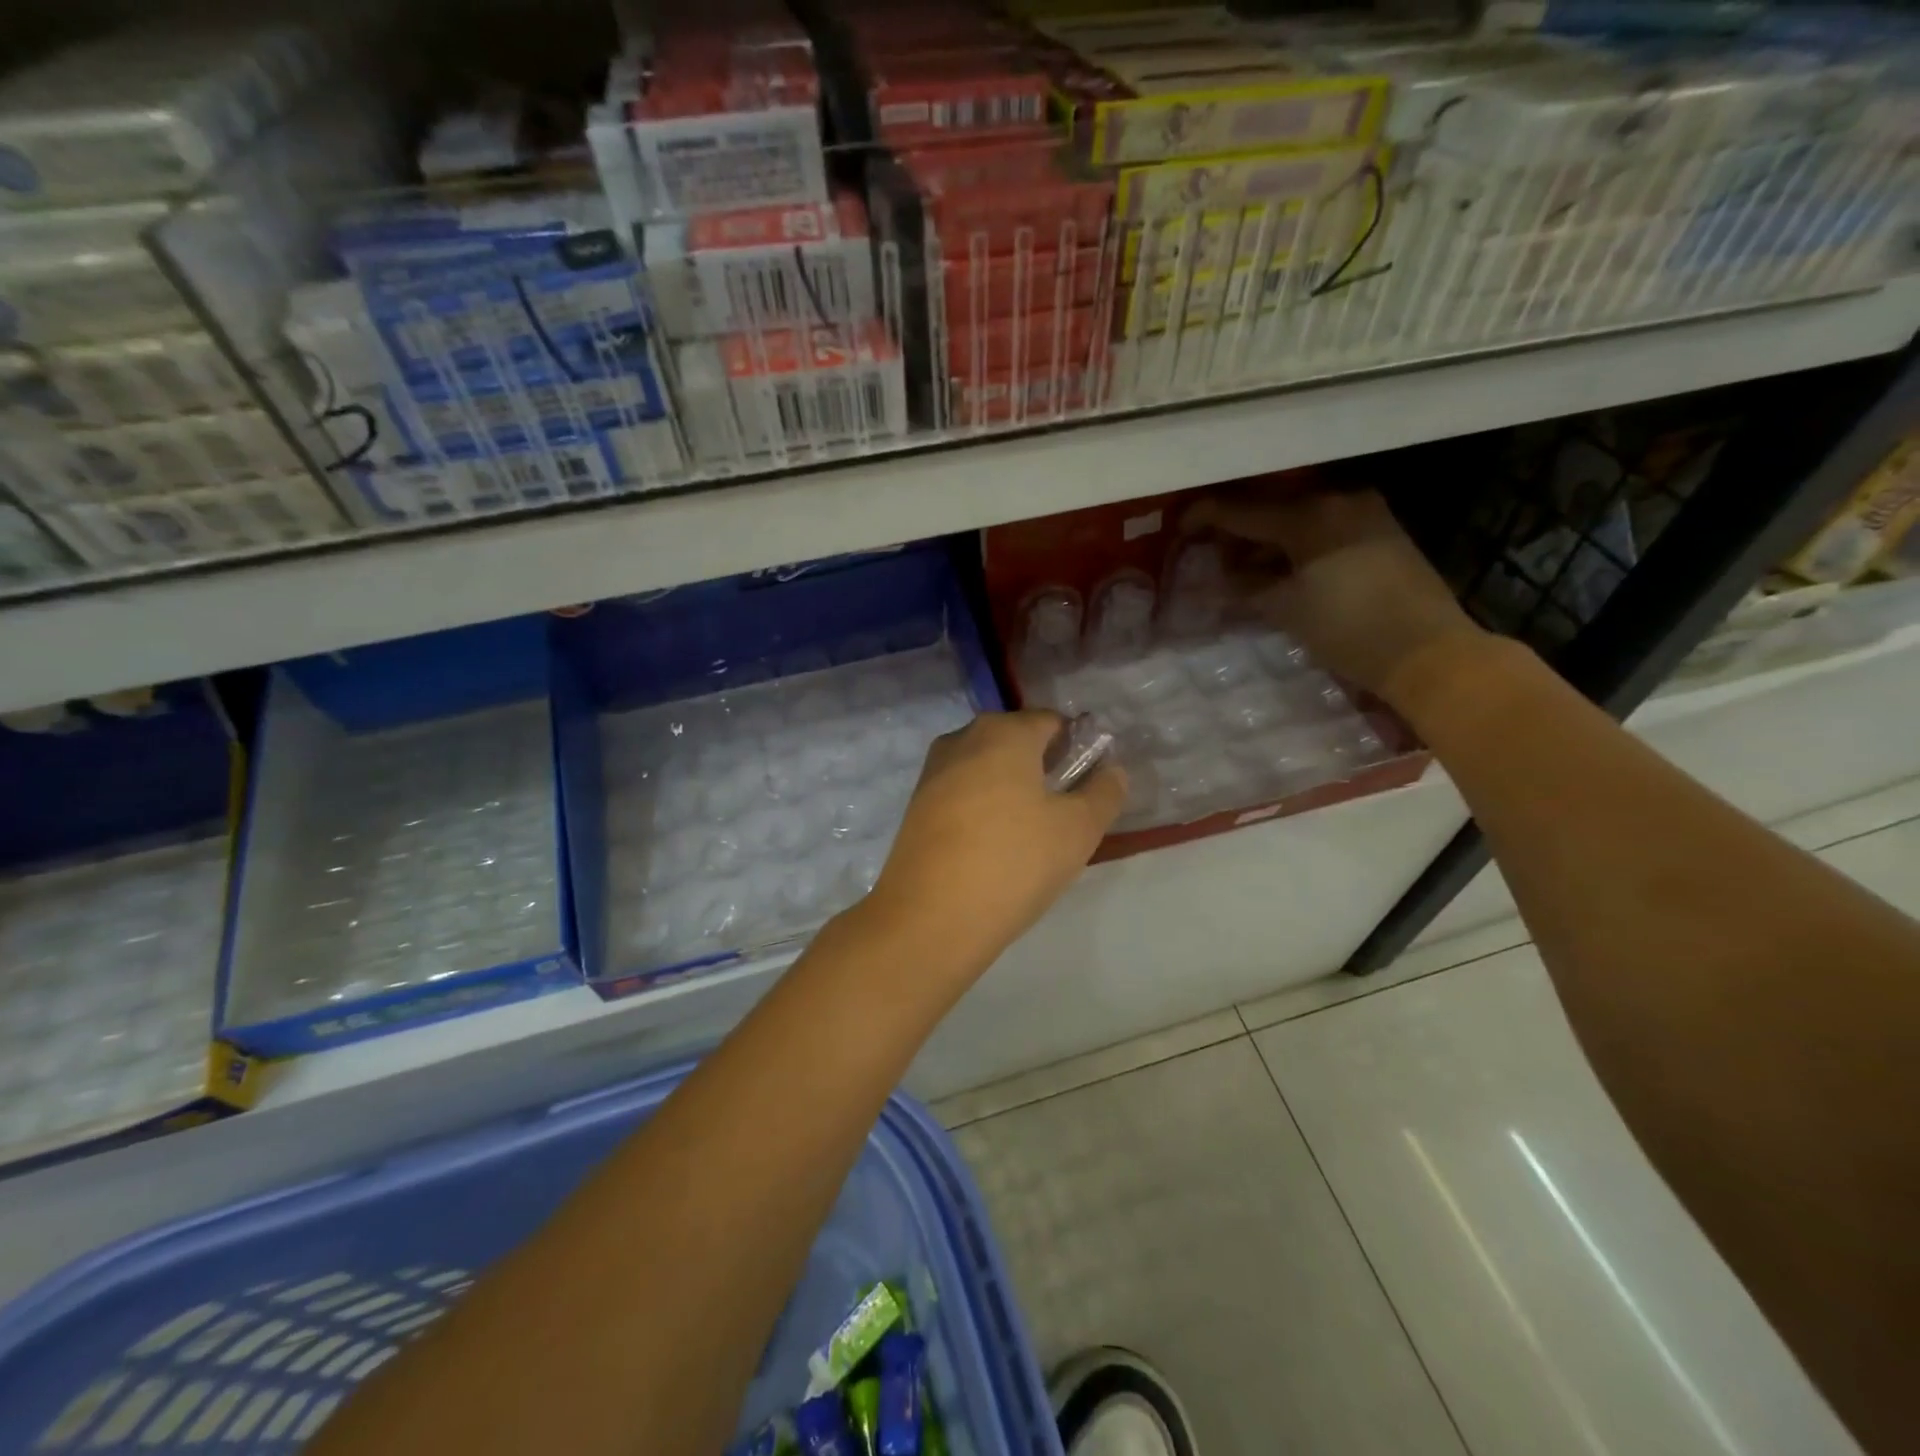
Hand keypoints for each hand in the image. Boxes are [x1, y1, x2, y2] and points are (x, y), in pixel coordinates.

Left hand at [868, 711, 1125, 967]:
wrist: (930, 917)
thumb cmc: (1013, 862)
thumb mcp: (1077, 830)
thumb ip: (1104, 793)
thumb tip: (1112, 771)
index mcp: (1004, 732)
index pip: (1052, 722)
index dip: (1077, 748)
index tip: (1090, 785)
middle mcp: (963, 738)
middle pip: (1016, 741)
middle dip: (1043, 767)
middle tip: (1064, 812)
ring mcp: (933, 771)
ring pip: (986, 767)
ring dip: (1012, 788)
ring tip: (1031, 834)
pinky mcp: (916, 805)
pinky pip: (963, 792)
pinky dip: (984, 806)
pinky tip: (994, 845)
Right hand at [1185, 485, 1488, 702]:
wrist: (1428, 652)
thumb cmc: (1348, 630)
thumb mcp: (1285, 609)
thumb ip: (1245, 585)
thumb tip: (1218, 575)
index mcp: (1309, 515)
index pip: (1242, 510)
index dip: (1205, 517)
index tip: (1179, 527)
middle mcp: (1338, 500)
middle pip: (1271, 508)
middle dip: (1237, 530)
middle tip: (1209, 552)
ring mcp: (1364, 512)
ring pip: (1298, 517)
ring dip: (1266, 539)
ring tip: (1241, 567)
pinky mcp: (1381, 530)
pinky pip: (1323, 527)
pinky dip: (1295, 544)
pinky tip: (1281, 567)